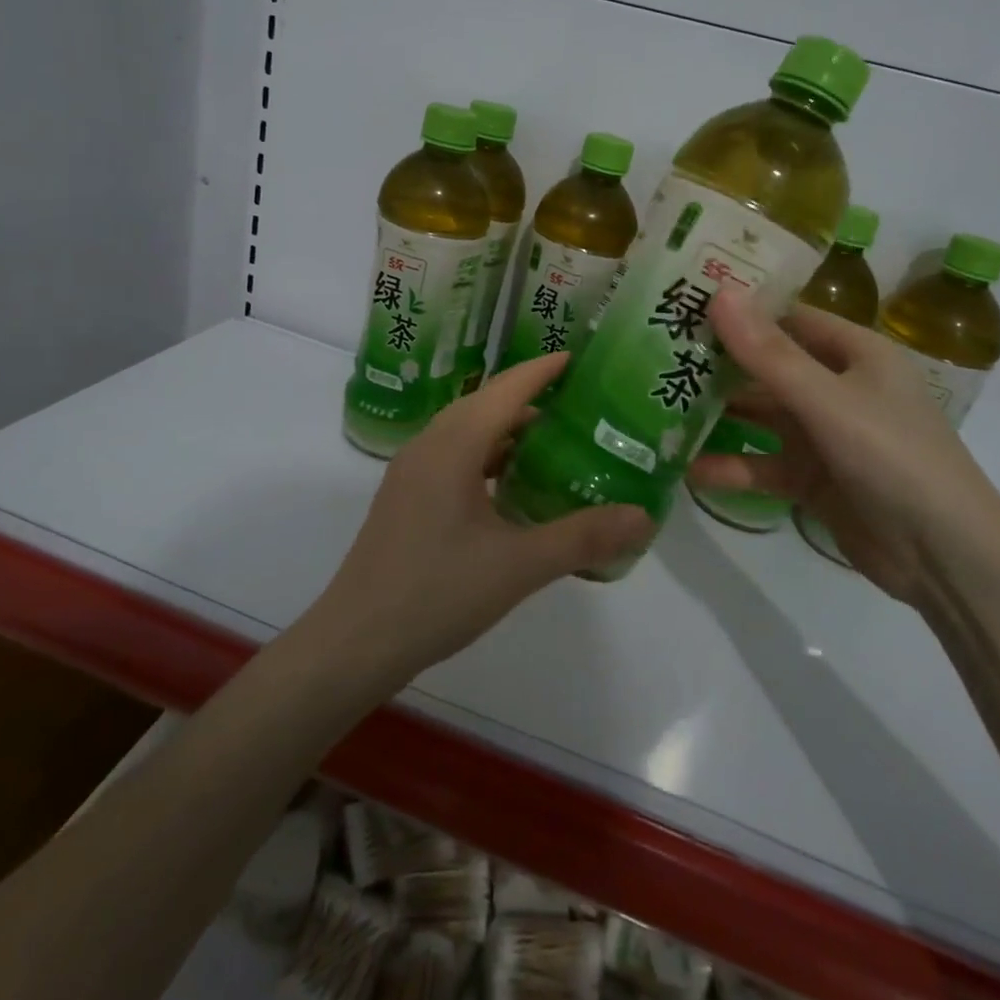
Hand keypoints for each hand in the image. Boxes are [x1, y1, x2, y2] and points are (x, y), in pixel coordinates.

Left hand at [304, 354, 650, 687]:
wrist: (357, 641)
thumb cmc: (438, 593)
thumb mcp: (519, 566)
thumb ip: (582, 537)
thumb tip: (643, 516)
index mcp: (452, 446)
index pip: (505, 390)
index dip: (541, 371)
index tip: (578, 358)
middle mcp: (428, 446)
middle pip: (484, 404)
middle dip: (529, 397)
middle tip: (578, 403)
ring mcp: (411, 473)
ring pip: (465, 432)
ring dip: (506, 430)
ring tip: (553, 441)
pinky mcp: (405, 498)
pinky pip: (452, 458)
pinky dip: (486, 457)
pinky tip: (511, 487)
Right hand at [688, 288, 999, 604]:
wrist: (945, 557)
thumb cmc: (894, 458)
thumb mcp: (828, 401)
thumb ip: (769, 354)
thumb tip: (719, 294)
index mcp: (856, 354)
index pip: (789, 318)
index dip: (741, 310)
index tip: (685, 304)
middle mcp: (839, 388)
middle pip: (768, 367)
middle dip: (719, 364)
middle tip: (657, 355)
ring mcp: (825, 436)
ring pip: (761, 416)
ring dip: (719, 415)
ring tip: (660, 408)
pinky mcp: (814, 479)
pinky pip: (764, 464)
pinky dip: (732, 466)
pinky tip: (689, 470)